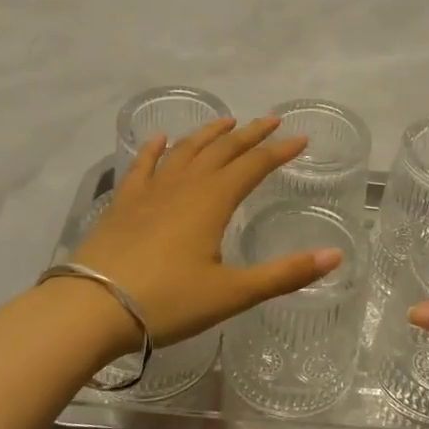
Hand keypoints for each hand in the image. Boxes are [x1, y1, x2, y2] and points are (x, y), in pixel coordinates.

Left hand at [70, 115, 343, 347]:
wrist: (92, 307)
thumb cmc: (168, 301)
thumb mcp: (232, 293)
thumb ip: (284, 274)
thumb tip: (335, 257)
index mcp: (213, 201)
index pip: (253, 166)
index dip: (279, 151)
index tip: (300, 139)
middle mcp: (184, 185)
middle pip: (222, 150)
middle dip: (249, 134)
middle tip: (270, 120)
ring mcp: (150, 191)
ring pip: (185, 151)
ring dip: (208, 134)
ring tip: (225, 121)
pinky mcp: (123, 203)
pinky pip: (142, 166)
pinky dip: (154, 149)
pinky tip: (160, 140)